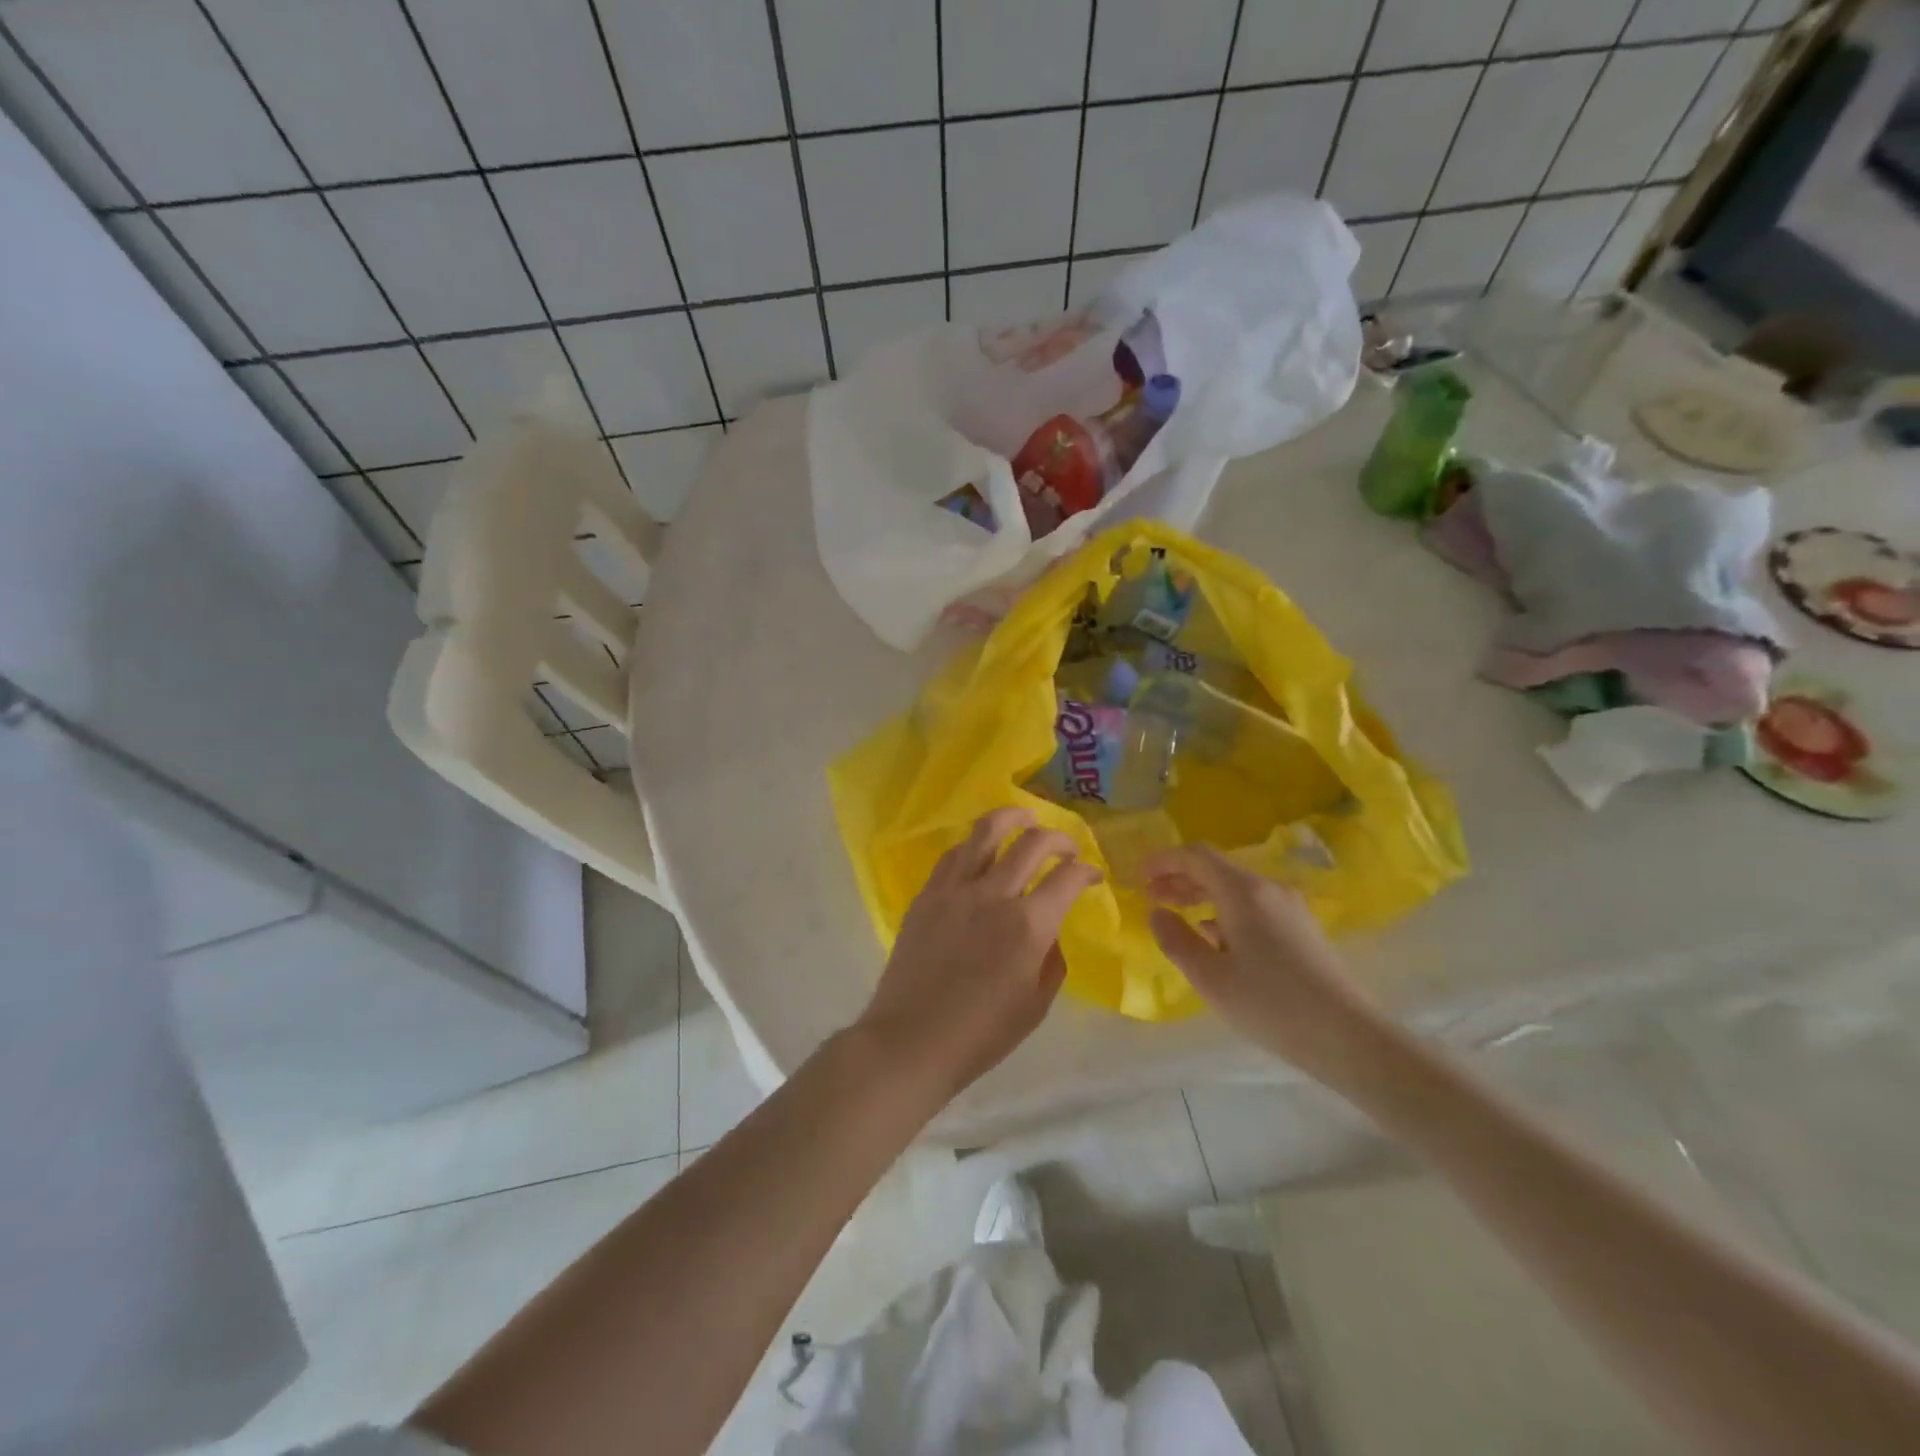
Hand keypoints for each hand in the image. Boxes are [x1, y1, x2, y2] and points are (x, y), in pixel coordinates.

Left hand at [854, 808, 1101, 1106]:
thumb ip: (1051, 960)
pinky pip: (954, 854)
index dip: (1087, 871)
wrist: (912, 1040)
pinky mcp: (927, 894)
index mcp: (1028, 925)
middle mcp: (994, 894)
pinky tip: (981, 851)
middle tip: (1066, 849)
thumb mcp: (1035, 1005)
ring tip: (1024, 819)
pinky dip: (975, 845)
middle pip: (1032, 841)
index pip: (1068, 878)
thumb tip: (1049, 933)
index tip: (1092, 876)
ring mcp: (955, 889)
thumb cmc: (980, 1034)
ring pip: (986, 831)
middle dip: (1058, 838)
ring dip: (1013, 818)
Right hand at [1145, 845, 1385, 1088]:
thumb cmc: (1270, 1004)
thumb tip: (1157, 912)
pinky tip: (1213, 937)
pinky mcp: (1301, 929)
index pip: (1196, 856)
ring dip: (1201, 895)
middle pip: (1216, 869)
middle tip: (1150, 896)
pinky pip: (1253, 906)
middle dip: (1179, 878)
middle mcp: (1268, 889)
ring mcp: (1289, 908)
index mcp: (1243, 891)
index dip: (1164, 860)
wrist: (1349, 1037)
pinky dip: (1224, 911)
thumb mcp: (1210, 977)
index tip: (1138, 876)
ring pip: (1235, 888)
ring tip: (1176, 915)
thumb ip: (1176, 940)